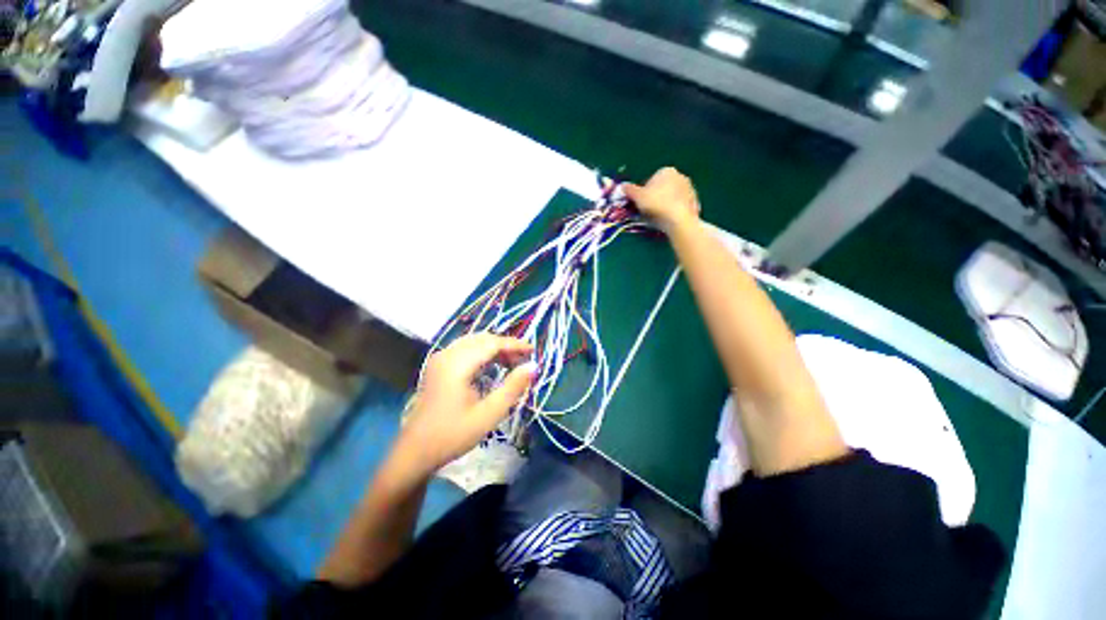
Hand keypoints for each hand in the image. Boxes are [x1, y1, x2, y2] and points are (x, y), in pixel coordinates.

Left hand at [395, 334, 536, 475]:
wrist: (415, 452)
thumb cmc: (453, 435)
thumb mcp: (489, 414)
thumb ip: (513, 388)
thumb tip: (533, 366)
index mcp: (457, 365)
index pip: (492, 343)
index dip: (514, 344)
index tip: (533, 351)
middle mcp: (447, 354)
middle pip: (482, 339)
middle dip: (505, 346)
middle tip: (523, 360)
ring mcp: (439, 358)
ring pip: (473, 342)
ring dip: (494, 348)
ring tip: (511, 363)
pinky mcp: (437, 365)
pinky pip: (464, 349)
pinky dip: (482, 352)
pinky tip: (491, 366)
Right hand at [622, 167, 700, 231]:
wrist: (678, 219)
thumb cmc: (656, 204)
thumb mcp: (638, 197)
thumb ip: (629, 190)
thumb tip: (622, 186)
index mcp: (666, 171)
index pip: (652, 179)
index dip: (645, 192)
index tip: (641, 203)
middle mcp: (680, 176)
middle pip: (663, 188)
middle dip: (656, 197)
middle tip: (649, 211)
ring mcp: (690, 189)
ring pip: (672, 197)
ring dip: (666, 204)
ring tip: (659, 217)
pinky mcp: (695, 201)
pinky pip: (681, 206)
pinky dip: (675, 211)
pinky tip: (669, 220)